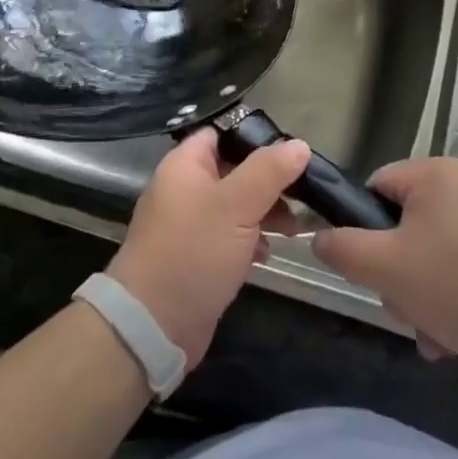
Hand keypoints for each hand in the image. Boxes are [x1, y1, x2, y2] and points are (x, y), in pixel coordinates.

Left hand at [107, 128, 310, 368]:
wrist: (153, 324)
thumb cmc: (194, 251)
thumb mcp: (237, 205)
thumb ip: (269, 171)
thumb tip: (299, 145)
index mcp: (185, 165)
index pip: (221, 133)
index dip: (255, 137)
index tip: (292, 150)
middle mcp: (184, 188)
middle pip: (233, 169)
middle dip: (268, 180)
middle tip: (303, 193)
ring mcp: (189, 224)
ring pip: (235, 205)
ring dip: (265, 212)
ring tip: (296, 228)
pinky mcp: (197, 255)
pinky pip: (229, 236)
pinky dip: (250, 240)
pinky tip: (269, 254)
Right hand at [311, 156, 457, 388]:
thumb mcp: (386, 267)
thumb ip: (342, 249)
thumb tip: (319, 237)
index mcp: (432, 175)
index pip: (374, 188)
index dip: (362, 228)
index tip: (367, 266)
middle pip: (402, 228)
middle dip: (397, 276)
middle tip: (404, 306)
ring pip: (431, 258)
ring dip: (422, 299)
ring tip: (434, 334)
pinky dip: (454, 305)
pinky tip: (457, 341)